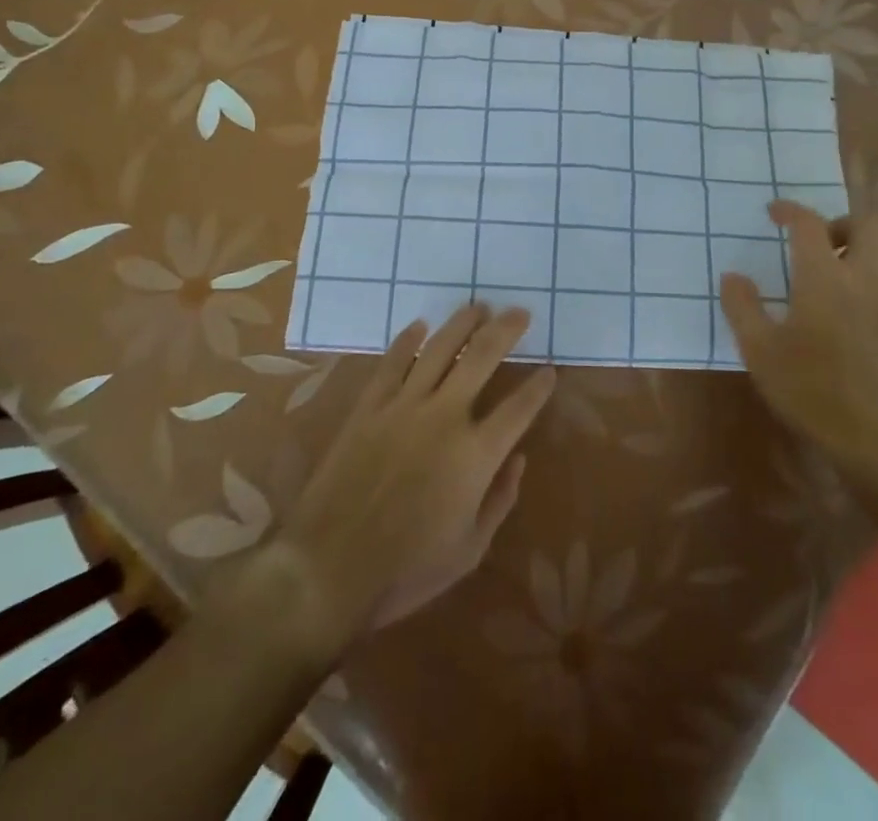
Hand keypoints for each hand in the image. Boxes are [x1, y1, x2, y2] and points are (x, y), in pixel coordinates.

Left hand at [270, 304, 556, 641]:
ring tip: (478, 306)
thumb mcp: (470, 550)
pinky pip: (392, 362)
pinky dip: (407, 340)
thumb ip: (500, 500)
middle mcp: (445, 417)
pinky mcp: (369, 407)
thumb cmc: (407, 569)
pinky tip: (420, 325)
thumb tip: (518, 459)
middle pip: (483, 357)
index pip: (519, 408)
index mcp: (476, 455)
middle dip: (506, 330)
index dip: (539, 387)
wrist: (328, 569)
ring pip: (439, 348)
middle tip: (520, 312)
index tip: (549, 370)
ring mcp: (404, 406)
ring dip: (462, 323)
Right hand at [720, 201, 877, 534]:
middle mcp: (867, 277)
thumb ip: (742, 308)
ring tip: (840, 274)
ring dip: (865, 247)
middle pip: (870, 222)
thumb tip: (732, 277)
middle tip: (819, 245)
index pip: (810, 223)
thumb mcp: (761, 352)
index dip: (791, 210)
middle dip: (842, 222)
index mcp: (825, 278)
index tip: (775, 212)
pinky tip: (860, 311)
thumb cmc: (814, 392)